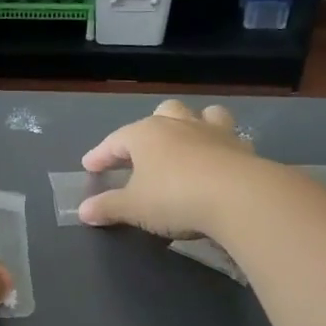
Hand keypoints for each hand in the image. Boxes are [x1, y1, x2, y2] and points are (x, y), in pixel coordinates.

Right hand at [79, 99, 253, 238]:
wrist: (239, 197)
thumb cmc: (174, 197)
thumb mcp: (133, 208)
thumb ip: (108, 207)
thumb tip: (84, 211)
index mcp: (145, 135)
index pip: (115, 141)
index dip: (100, 155)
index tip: (90, 166)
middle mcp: (179, 125)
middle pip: (162, 114)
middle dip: (150, 129)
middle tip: (142, 150)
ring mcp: (213, 132)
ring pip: (202, 115)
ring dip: (193, 124)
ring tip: (188, 141)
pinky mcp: (242, 148)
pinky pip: (230, 138)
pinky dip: (222, 146)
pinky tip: (220, 160)